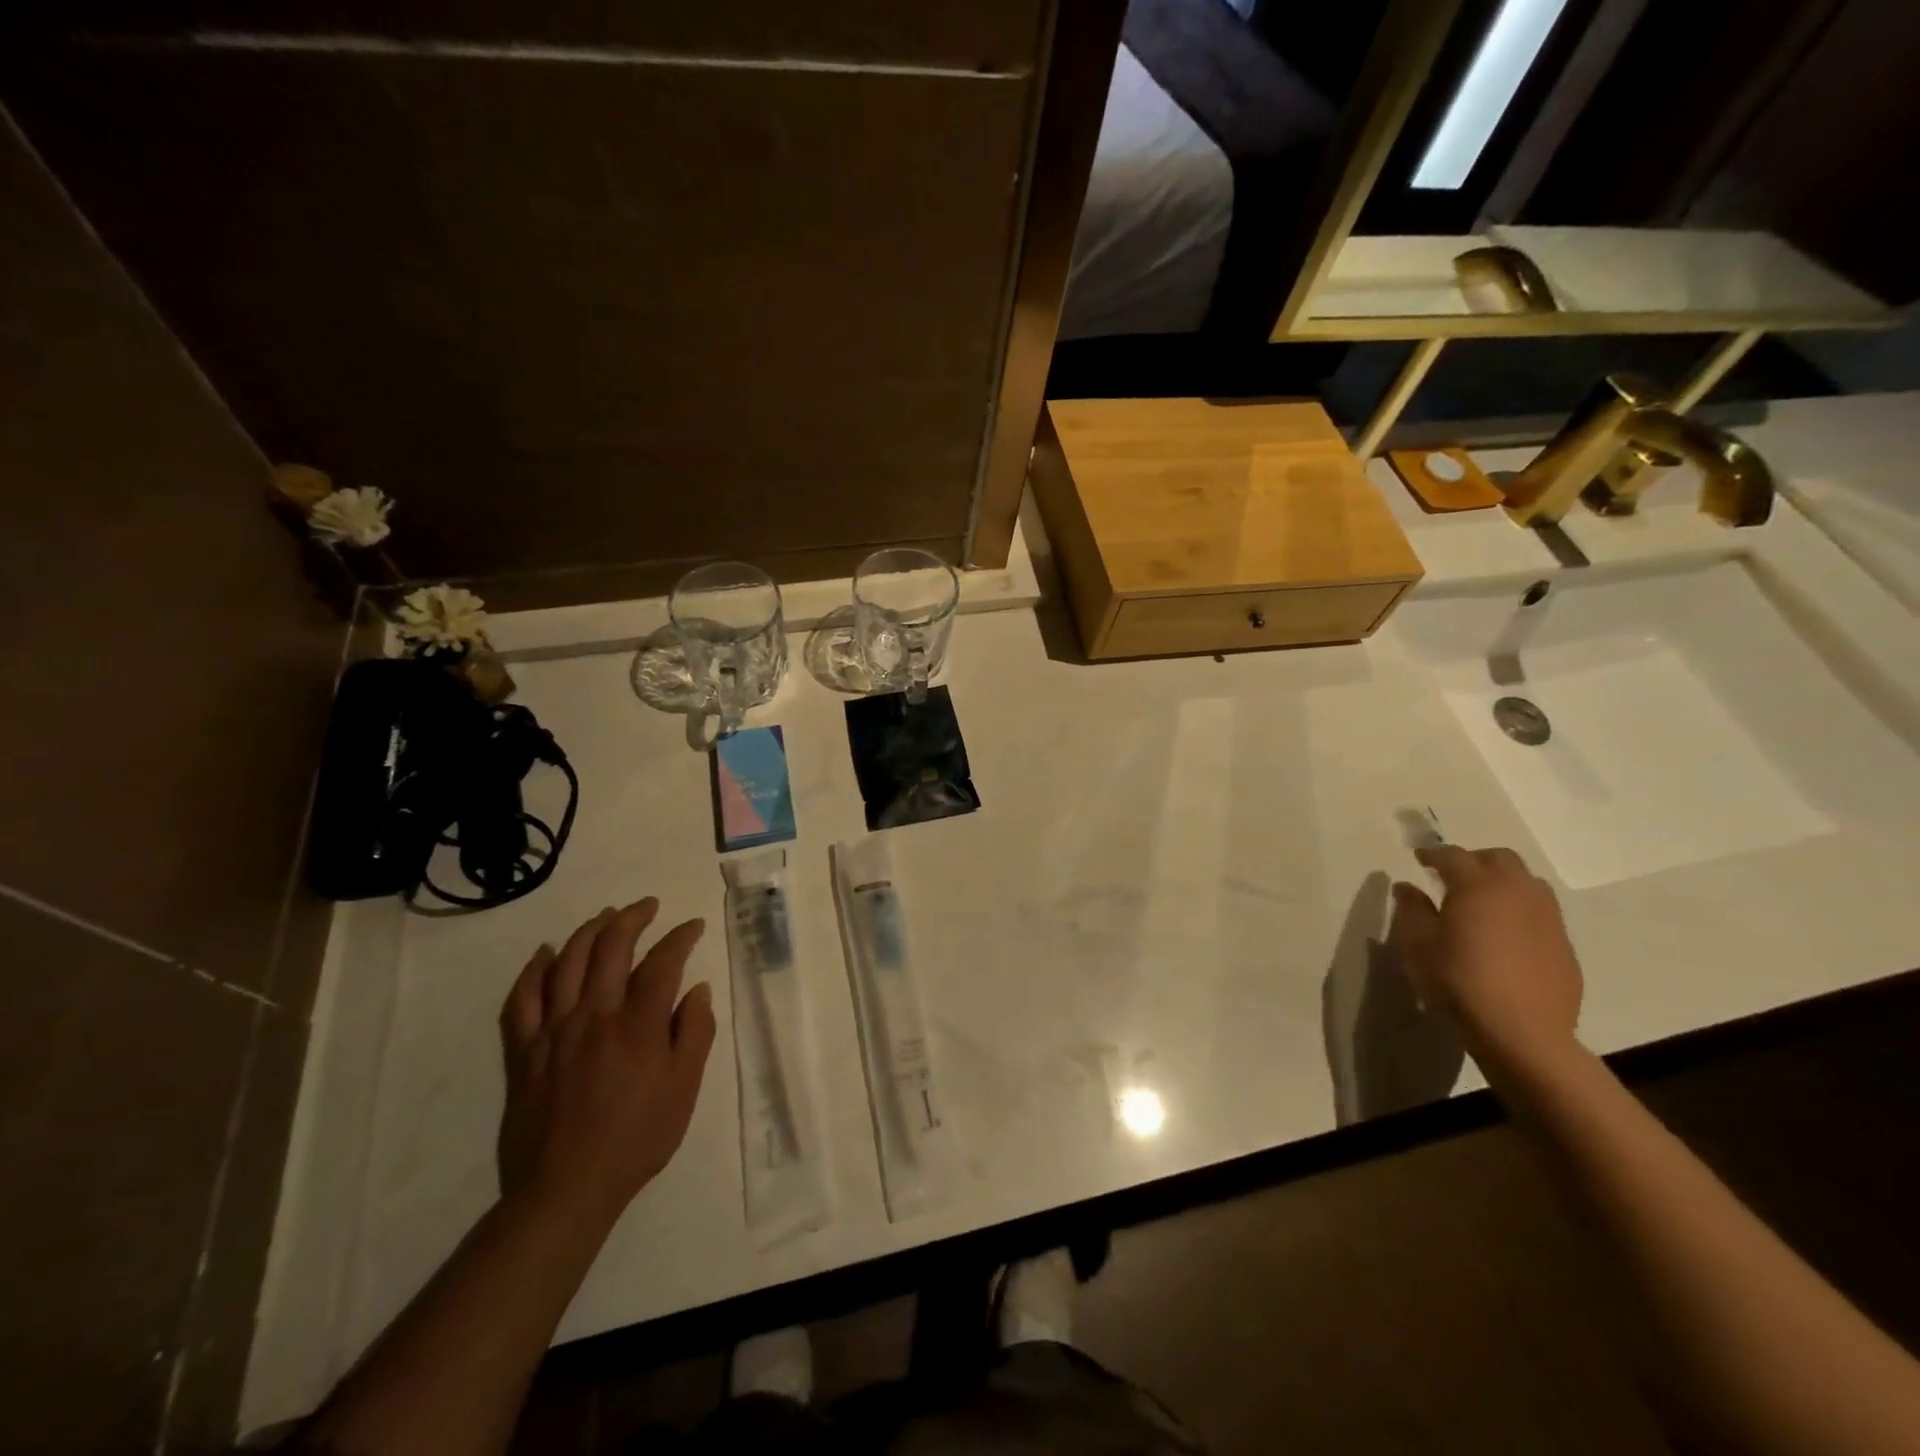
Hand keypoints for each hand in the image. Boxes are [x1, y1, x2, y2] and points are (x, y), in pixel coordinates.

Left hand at [497, 899, 716, 1224]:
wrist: (567, 1188)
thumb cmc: (637, 1138)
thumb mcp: (684, 1089)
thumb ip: (695, 1033)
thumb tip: (698, 990)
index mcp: (638, 1024)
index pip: (662, 962)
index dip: (680, 937)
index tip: (693, 926)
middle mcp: (595, 1015)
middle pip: (611, 947)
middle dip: (633, 917)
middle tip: (648, 905)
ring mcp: (554, 1030)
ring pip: (567, 962)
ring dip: (589, 930)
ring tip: (606, 915)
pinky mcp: (524, 1050)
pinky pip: (522, 999)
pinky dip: (534, 970)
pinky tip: (545, 953)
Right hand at [1388, 845, 1583, 1078]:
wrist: (1523, 1032)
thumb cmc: (1460, 981)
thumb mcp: (1418, 945)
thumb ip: (1411, 909)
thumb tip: (1407, 887)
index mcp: (1477, 886)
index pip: (1452, 855)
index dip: (1432, 853)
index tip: (1418, 859)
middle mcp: (1517, 891)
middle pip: (1498, 858)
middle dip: (1473, 860)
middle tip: (1451, 876)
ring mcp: (1547, 916)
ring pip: (1526, 881)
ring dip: (1501, 881)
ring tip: (1482, 902)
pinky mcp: (1563, 942)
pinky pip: (1540, 910)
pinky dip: (1519, 908)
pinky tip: (1505, 933)